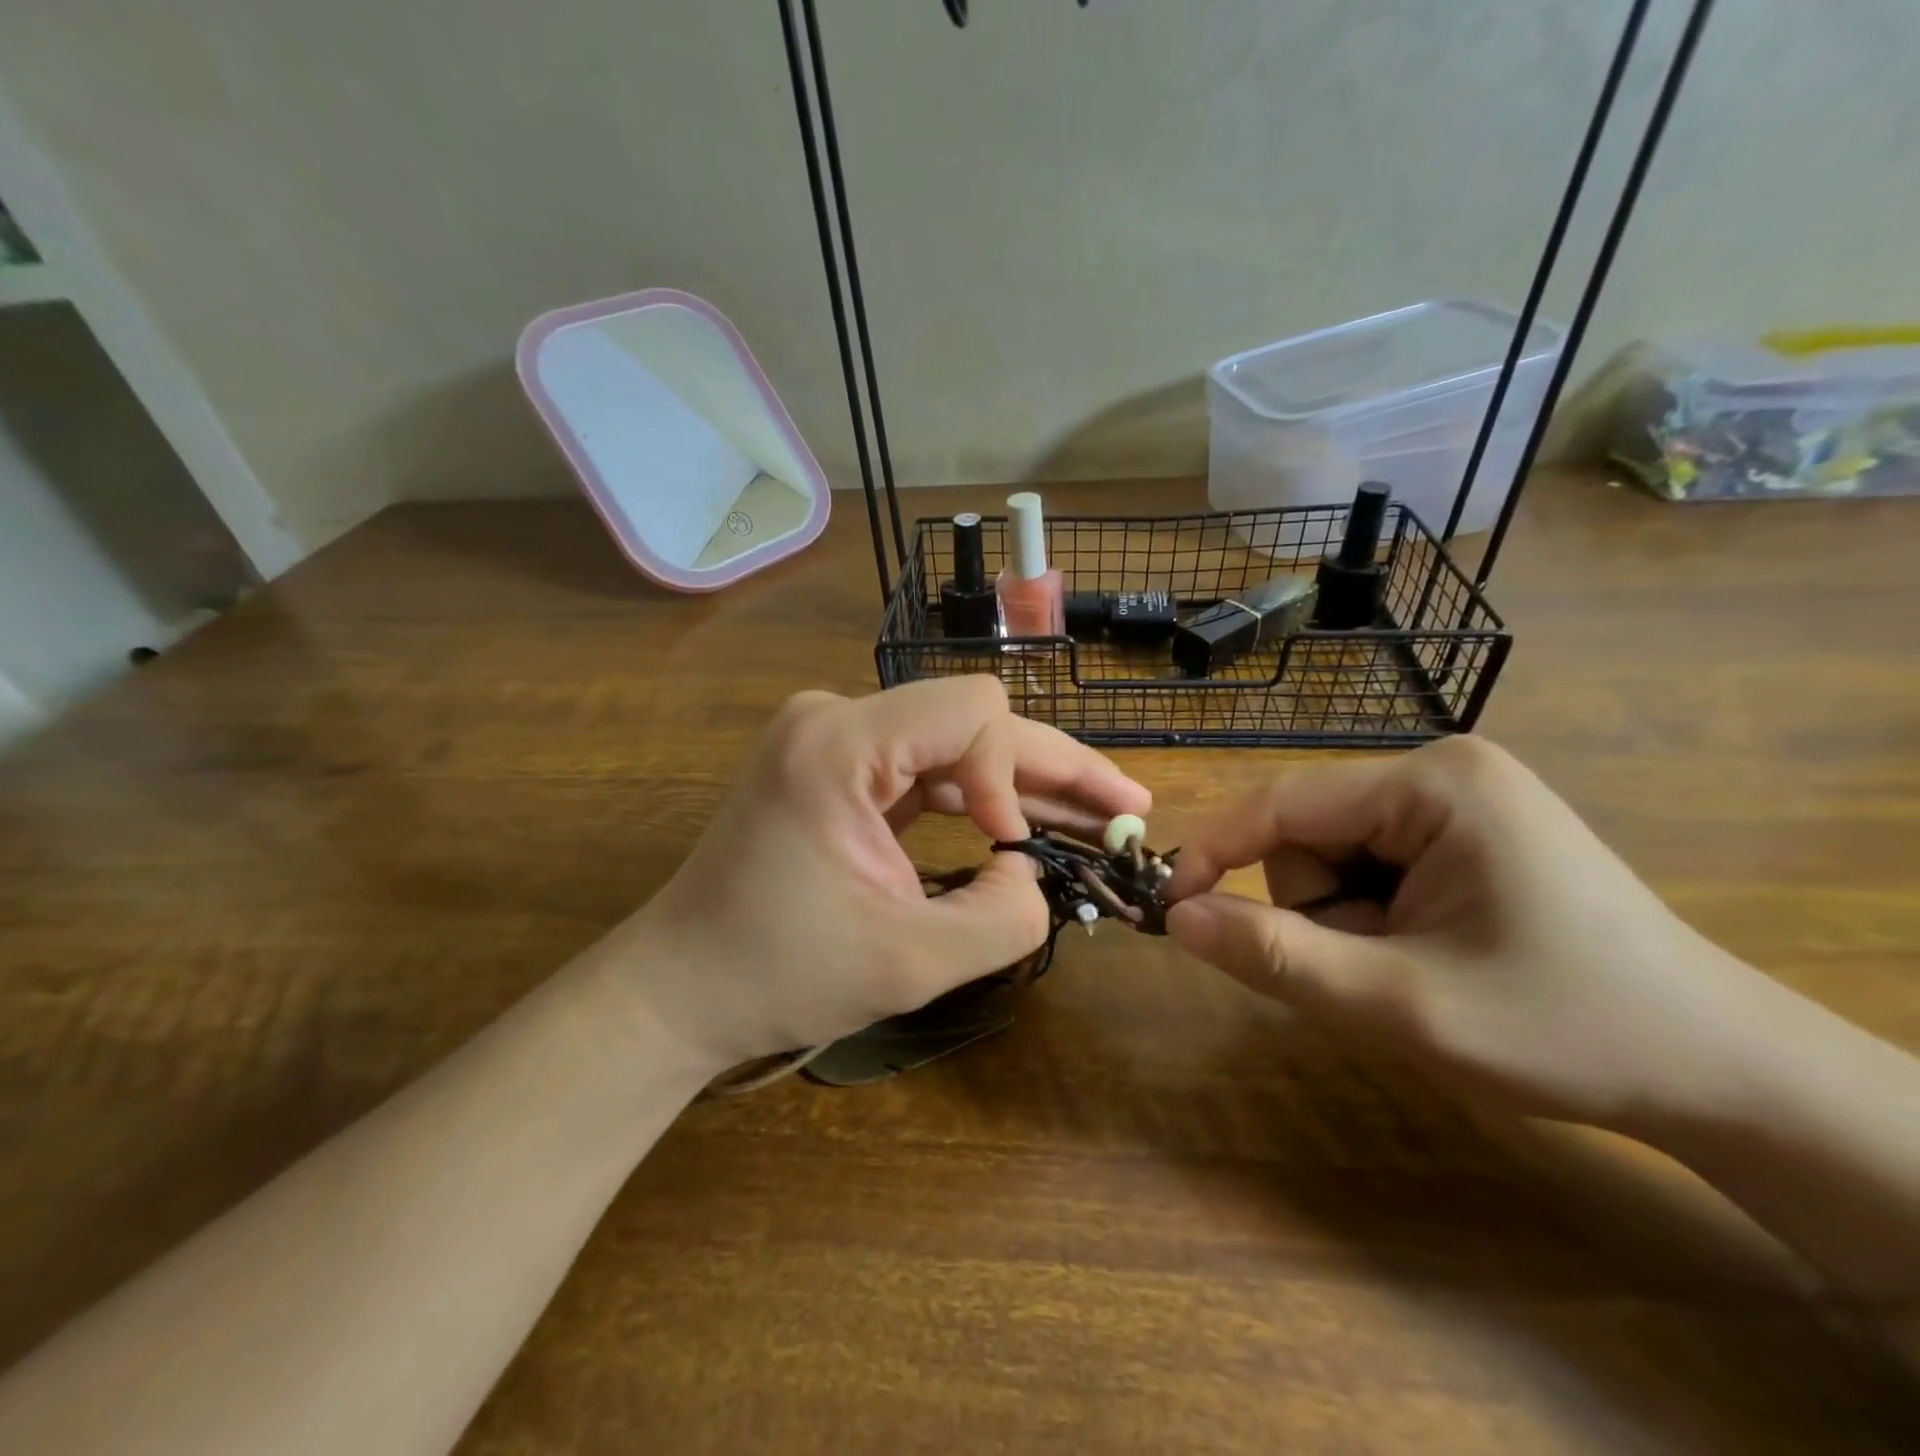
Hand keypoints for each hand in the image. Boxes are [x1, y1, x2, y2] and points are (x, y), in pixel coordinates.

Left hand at [628, 678, 1150, 1072]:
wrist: (681, 988)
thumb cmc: (778, 977)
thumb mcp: (910, 963)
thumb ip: (1005, 918)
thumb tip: (1034, 872)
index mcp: (840, 744)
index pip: (973, 713)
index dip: (1017, 775)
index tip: (1016, 850)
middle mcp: (835, 719)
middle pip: (972, 721)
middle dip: (1052, 769)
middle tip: (1129, 808)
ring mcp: (833, 740)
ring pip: (956, 745)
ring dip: (1024, 785)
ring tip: (1099, 819)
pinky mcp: (836, 768)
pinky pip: (926, 770)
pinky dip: (980, 799)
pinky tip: (1031, 826)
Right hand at [1164, 736, 1776, 1131]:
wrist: (1723, 1073)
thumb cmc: (1565, 1029)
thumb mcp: (1400, 1002)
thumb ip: (1277, 955)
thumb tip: (1177, 918)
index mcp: (1432, 784)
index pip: (1282, 803)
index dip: (1213, 853)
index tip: (1169, 907)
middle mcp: (1440, 770)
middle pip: (1310, 833)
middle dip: (1319, 909)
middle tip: (1378, 975)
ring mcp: (1457, 798)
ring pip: (1335, 854)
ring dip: (1347, 919)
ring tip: (1416, 969)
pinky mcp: (1465, 830)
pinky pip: (1372, 864)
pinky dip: (1374, 917)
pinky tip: (1433, 953)